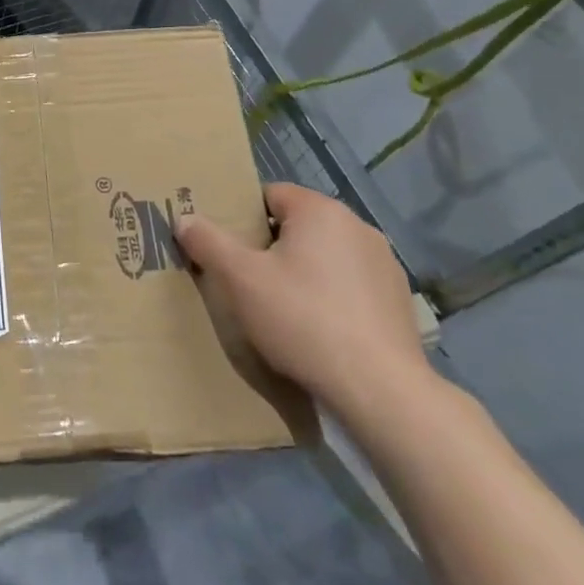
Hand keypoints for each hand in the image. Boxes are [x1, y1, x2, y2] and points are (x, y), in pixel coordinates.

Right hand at [175, 182, 430, 418]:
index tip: (230, 251)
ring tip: (283, 310)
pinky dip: (332, 297)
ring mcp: (384, 263)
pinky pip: (350, 285)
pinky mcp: (399, 300)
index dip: (244, 219)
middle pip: (298, 225)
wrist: (379, 390)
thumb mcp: (240, 280)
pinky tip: (320, 331)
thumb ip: (208, 242)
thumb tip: (184, 218)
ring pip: (325, 256)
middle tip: (249, 282)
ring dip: (304, 272)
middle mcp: (357, 226)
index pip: (270, 195)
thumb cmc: (303, 320)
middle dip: (272, 248)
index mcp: (320, 210)